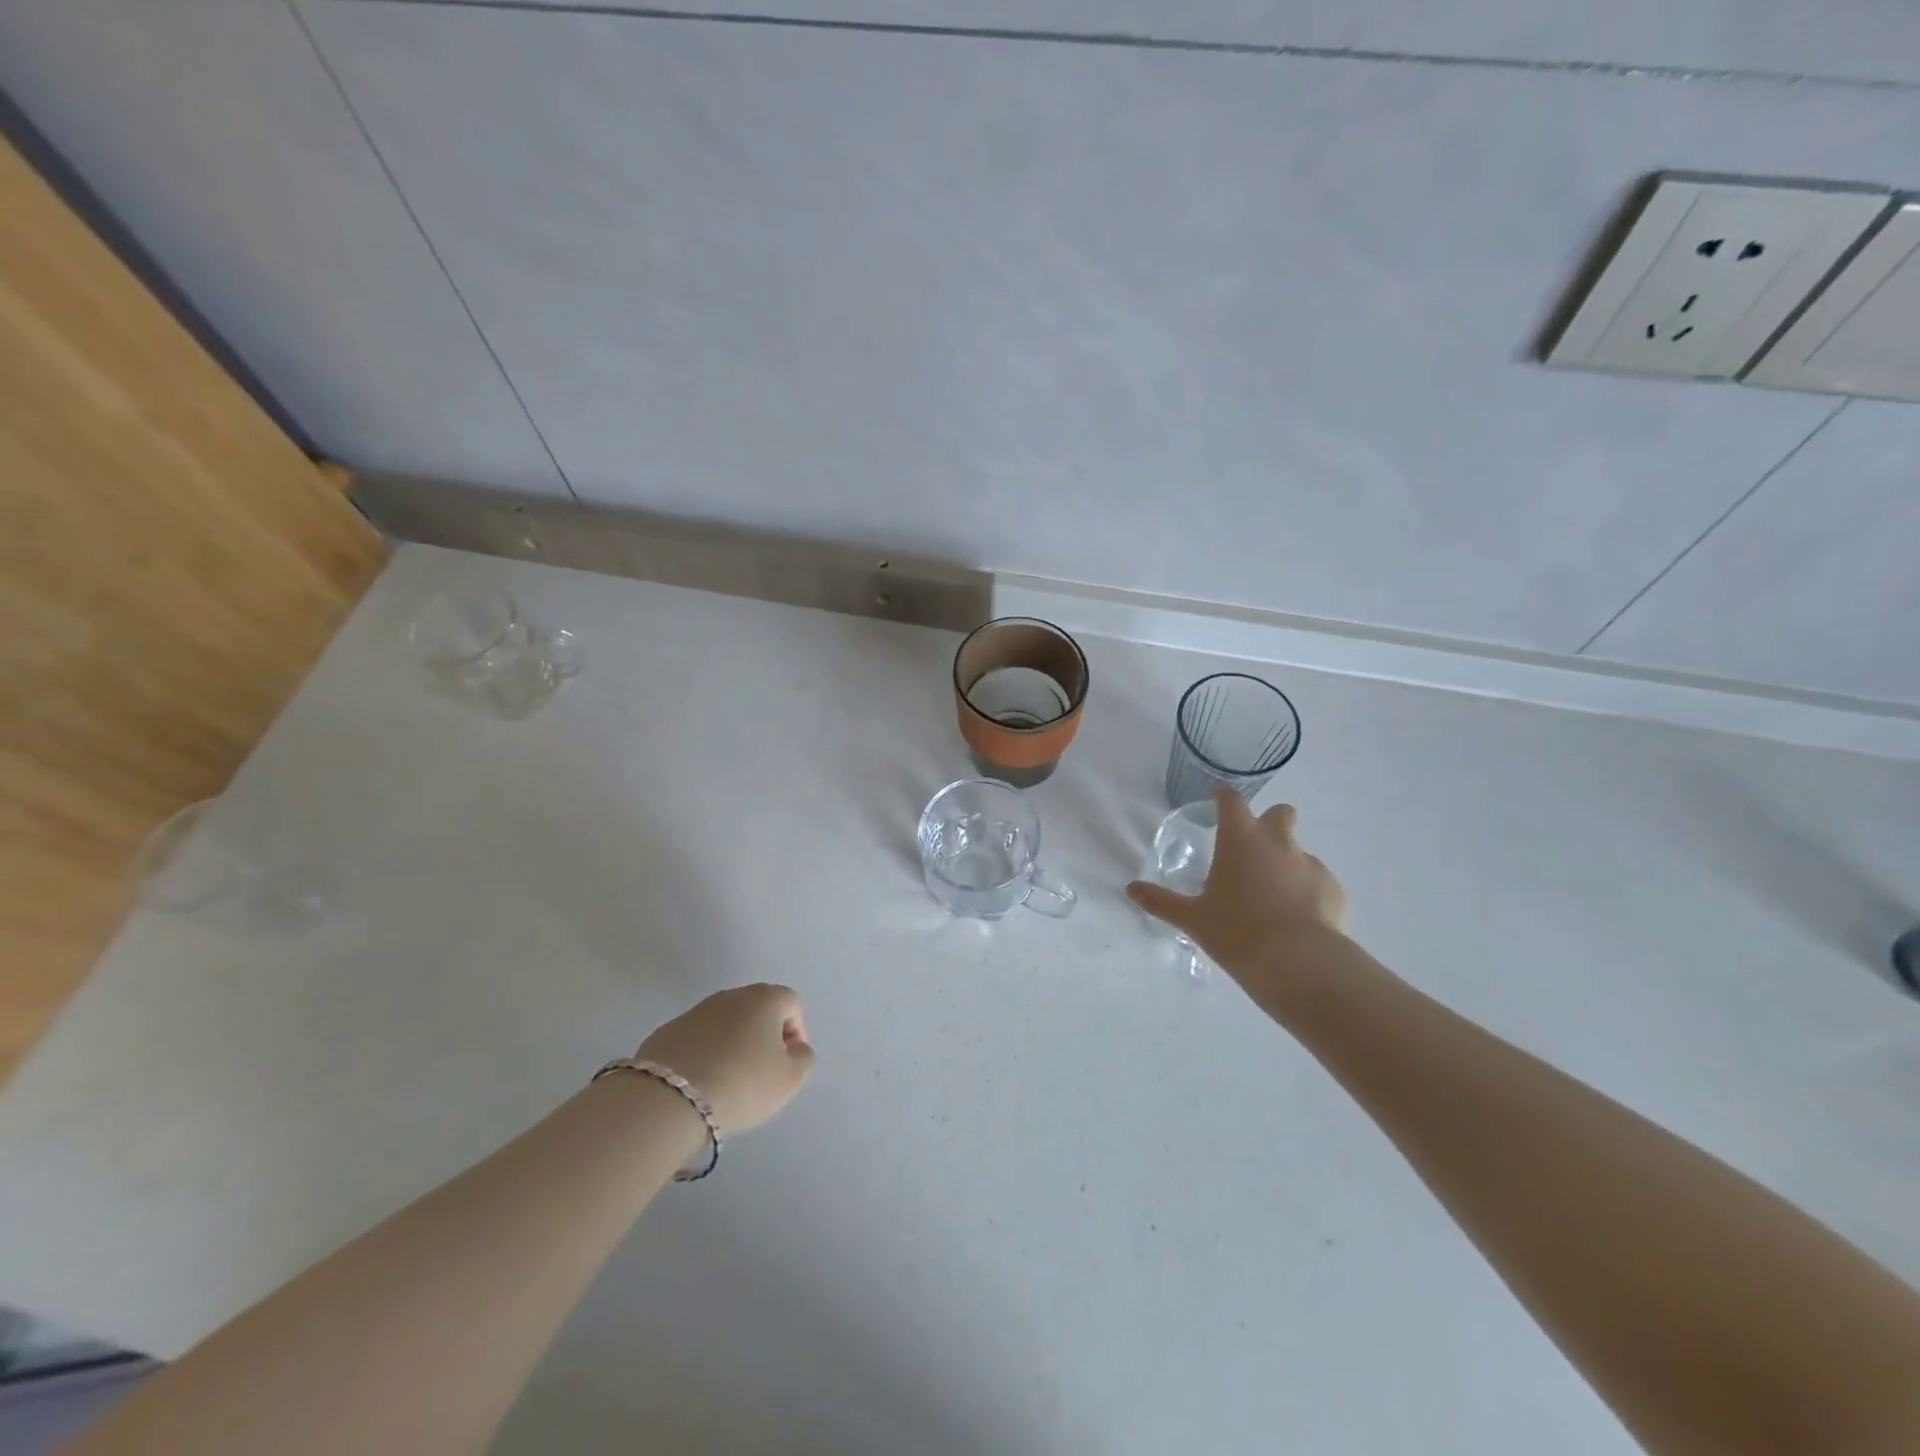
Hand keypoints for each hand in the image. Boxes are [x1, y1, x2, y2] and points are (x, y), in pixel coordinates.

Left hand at [635, 984, 814, 1134]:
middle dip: (763, 1036)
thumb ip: (803, 1059)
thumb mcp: (789, 1079)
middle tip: (761, 1073)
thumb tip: (796, 1048)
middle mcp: (731, 995)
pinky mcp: (666, 1031)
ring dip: (732, 1044)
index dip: (796, 1033)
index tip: (788, 1064)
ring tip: (727, 1081)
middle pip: (757, 1010)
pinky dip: (703, 1054)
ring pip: (725, 1023)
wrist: (668, 1098)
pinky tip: (699, 1083)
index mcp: (765, 998)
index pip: (792, 1003)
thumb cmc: (742, 1083)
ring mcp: (695, 1011)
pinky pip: (696, 1039)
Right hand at [1127, 791, 1348, 1001]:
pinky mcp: (1334, 890)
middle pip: (1280, 813)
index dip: (1224, 799)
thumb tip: (1131, 889)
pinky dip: (1306, 892)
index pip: (1232, 801)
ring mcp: (1311, 865)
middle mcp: (1278, 843)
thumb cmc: (1237, 932)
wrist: (1300, 964)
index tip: (1217, 804)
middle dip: (1269, 823)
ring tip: (1272, 900)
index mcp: (1241, 840)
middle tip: (1251, 851)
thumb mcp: (1193, 919)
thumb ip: (1161, 901)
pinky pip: (1317, 882)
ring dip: (1286, 864)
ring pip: (1299, 851)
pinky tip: (1296, 921)